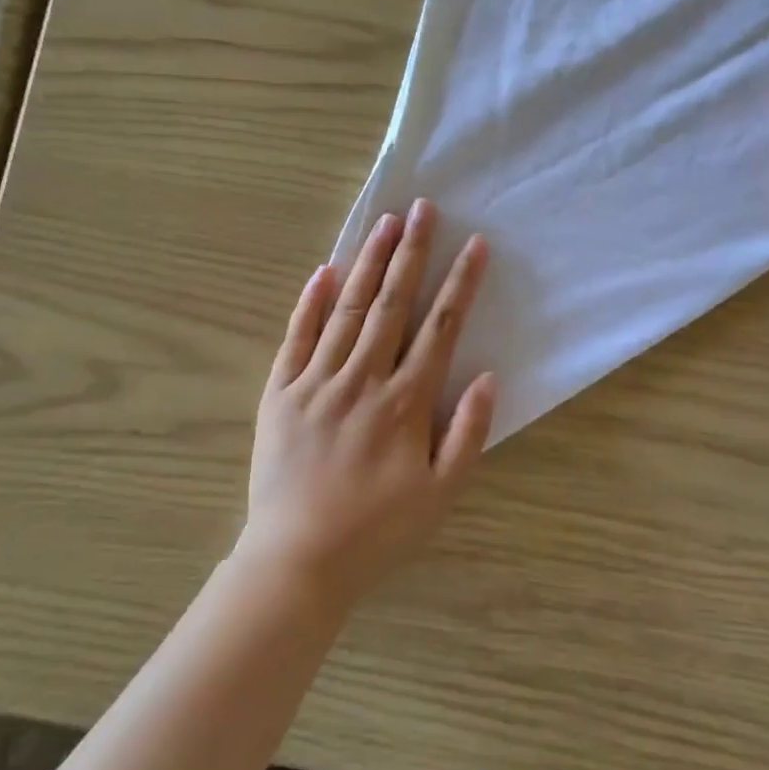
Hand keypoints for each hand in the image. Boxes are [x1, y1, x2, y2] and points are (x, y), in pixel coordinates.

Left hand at [239, 200, 497, 605]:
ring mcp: (316, 382)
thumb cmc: (378, 532)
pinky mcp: (280, 393)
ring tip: (384, 223)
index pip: (439, 328)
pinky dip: (310, 303)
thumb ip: (467, 434)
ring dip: (368, 263)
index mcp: (404, 402)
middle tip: (423, 208)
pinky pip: (296, 338)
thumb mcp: (441, 495)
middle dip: (412, 253)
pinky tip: (324, 271)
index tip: (475, 245)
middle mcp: (362, 380)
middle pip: (392, 304)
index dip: (459, 284)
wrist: (297, 561)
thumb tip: (488, 377)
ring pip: (347, 310)